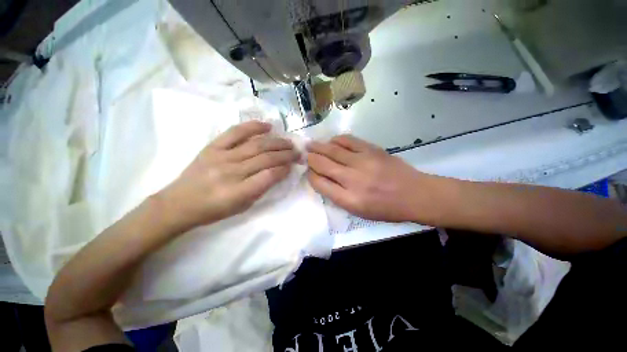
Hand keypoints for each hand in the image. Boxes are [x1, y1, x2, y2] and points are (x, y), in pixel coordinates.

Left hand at [158, 121, 298, 231]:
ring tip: (288, 142)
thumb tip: (278, 172)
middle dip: (286, 154)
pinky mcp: (212, 147)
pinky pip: (235, 132)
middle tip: (297, 152)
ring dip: (276, 142)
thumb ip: (261, 189)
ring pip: (256, 145)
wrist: (178, 203)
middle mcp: (231, 172)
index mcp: (237, 192)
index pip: (269, 175)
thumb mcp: (242, 207)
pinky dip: (253, 127)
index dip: (284, 169)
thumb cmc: (213, 210)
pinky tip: (268, 126)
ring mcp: (221, 156)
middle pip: (266, 158)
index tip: (293, 165)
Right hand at [307, 135, 445, 222]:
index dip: (311, 176)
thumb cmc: (386, 208)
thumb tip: (323, 180)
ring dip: (319, 147)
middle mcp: (352, 180)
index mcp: (349, 199)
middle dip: (310, 158)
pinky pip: (348, 141)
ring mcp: (362, 162)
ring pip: (333, 151)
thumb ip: (338, 196)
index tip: (308, 171)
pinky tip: (331, 141)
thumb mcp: (359, 211)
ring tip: (310, 144)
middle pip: (323, 165)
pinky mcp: (372, 150)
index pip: (320, 184)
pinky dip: (337, 140)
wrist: (414, 194)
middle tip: (304, 154)